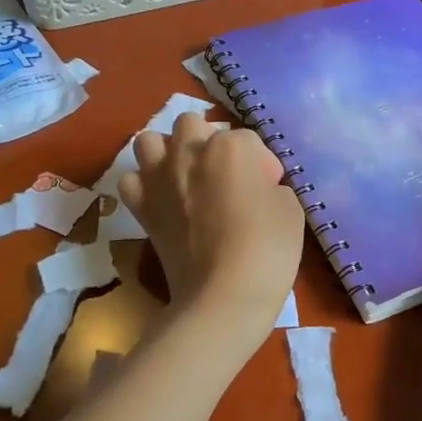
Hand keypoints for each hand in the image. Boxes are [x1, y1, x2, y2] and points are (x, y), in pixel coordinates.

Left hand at [119, 113, 302, 339]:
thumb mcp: (290, 209)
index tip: (268, 189)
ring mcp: (160, 178)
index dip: (261, 164)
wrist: (223, 296)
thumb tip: (257, 189)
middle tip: (224, 174)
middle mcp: (189, 151)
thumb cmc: (267, 248)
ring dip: (166, 151)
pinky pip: (131, 180)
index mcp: (230, 146)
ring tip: (184, 175)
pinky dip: (143, 185)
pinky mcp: (141, 208)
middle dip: (208, 141)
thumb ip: (271, 186)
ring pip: (150, 141)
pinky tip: (161, 199)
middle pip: (192, 125)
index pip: (248, 140)